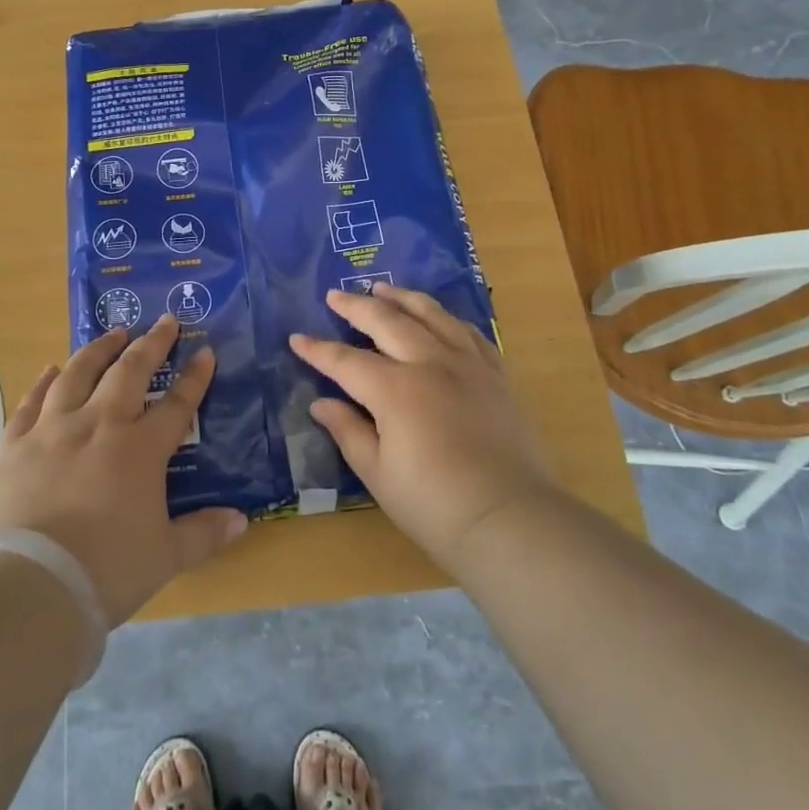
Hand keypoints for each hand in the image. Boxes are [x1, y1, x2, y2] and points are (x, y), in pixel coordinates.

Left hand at [0, 316, 247, 624]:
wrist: (32, 585)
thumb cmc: (107, 570)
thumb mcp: (166, 556)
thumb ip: (204, 533)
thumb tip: (242, 521)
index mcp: (140, 449)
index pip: (177, 404)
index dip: (195, 377)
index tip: (206, 352)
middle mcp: (99, 425)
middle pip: (130, 372)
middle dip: (151, 344)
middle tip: (164, 321)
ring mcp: (54, 429)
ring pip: (78, 374)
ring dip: (100, 348)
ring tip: (114, 332)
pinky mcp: (16, 444)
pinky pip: (32, 401)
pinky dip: (44, 381)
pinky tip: (51, 368)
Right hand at [290, 286, 555, 572]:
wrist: (511, 520)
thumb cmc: (435, 506)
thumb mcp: (379, 474)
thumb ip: (348, 431)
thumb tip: (321, 404)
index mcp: (395, 390)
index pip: (346, 361)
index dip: (318, 350)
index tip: (297, 338)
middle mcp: (431, 363)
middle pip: (388, 321)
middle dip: (357, 307)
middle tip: (335, 295)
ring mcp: (468, 364)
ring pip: (431, 315)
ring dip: (402, 298)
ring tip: (383, 289)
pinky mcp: (496, 374)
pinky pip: (468, 332)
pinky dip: (446, 318)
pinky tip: (437, 317)